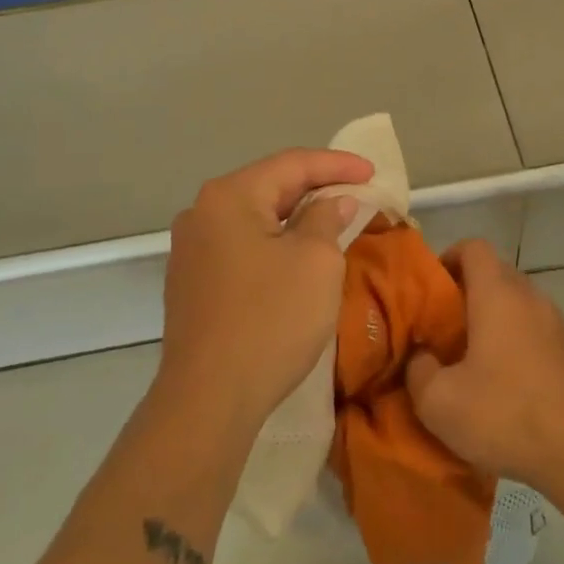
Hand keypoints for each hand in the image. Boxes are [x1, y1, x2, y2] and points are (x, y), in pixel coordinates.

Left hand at [157, 148, 372, 430]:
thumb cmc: (271, 319)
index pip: (291, 163)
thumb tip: (332, 202)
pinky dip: (274, 243)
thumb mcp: (316, 261)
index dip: (337, 165)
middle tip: (356, 193)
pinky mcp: (191, 284)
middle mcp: (201, 213)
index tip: (372, 172)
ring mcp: (190, 250)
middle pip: (268, 187)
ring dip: (295, 217)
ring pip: (254, 219)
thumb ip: (327, 219)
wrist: (208, 399)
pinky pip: (241, 247)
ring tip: (333, 221)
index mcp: (229, 196)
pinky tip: (296, 256)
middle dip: (315, 188)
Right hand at [406, 241, 563, 491]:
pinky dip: (518, 341)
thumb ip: (418, 370)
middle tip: (445, 327)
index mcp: (498, 295)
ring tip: (474, 358)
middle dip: (468, 291)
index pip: (474, 247)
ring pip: (519, 303)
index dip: (450, 257)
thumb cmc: (504, 415)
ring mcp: (558, 323)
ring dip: (495, 318)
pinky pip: (537, 330)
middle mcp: (531, 297)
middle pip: (496, 273)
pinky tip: (508, 383)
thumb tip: (422, 357)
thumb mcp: (438, 402)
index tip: (433, 288)